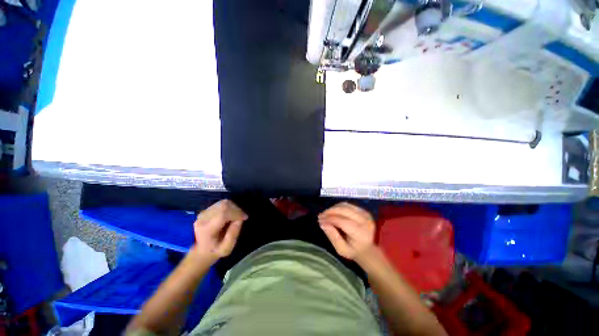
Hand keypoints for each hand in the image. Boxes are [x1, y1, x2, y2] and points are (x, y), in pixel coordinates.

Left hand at [191, 200, 247, 262]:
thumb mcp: (226, 249)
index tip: (244, 218)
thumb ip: (233, 235)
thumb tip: (240, 220)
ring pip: (223, 202)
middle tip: (242, 217)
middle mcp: (203, 219)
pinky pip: (221, 203)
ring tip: (237, 216)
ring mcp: (203, 213)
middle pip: (224, 205)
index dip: (236, 213)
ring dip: (233, 207)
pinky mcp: (206, 210)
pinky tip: (231, 214)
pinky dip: (229, 207)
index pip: (223, 214)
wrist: (201, 251)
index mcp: (207, 230)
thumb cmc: (215, 251)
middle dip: (236, 209)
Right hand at [318, 202, 375, 262]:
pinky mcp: (363, 210)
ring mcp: (365, 214)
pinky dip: (338, 207)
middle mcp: (365, 221)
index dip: (330, 219)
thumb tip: (323, 223)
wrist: (368, 248)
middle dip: (330, 211)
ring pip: (345, 206)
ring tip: (325, 214)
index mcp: (361, 234)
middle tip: (320, 215)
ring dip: (333, 208)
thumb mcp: (341, 249)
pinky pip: (347, 205)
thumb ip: (332, 236)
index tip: (320, 220)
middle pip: (344, 211)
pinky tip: (332, 212)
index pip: (343, 222)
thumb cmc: (353, 250)